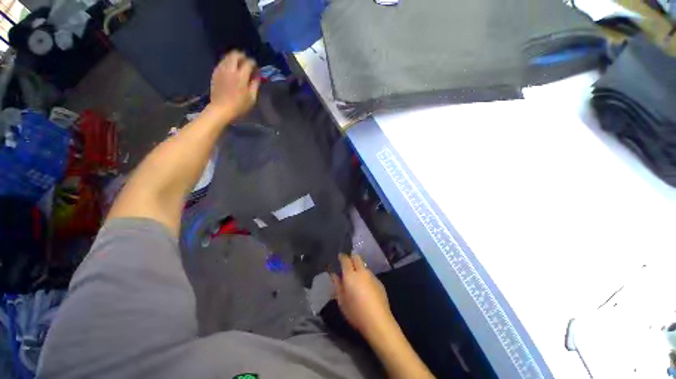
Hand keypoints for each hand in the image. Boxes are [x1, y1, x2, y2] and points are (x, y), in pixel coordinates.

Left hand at [209, 51, 260, 118]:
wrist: (221, 109)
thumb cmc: (239, 106)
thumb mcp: (252, 98)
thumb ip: (255, 85)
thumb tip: (257, 76)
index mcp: (241, 76)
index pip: (248, 63)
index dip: (253, 63)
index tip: (256, 68)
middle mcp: (230, 70)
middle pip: (236, 55)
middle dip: (242, 56)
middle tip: (246, 62)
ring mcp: (221, 70)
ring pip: (227, 56)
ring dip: (234, 58)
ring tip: (239, 64)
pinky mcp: (215, 73)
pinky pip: (222, 62)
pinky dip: (227, 62)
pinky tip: (230, 69)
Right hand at [331, 253, 393, 337]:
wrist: (378, 321)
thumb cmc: (356, 312)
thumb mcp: (341, 301)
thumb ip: (337, 285)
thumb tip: (334, 275)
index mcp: (350, 275)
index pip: (345, 259)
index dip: (342, 257)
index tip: (339, 257)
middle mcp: (362, 271)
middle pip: (357, 257)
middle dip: (352, 258)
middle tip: (348, 265)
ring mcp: (372, 276)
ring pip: (364, 266)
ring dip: (359, 268)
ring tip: (357, 279)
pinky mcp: (380, 282)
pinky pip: (370, 275)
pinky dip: (366, 277)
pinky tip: (366, 288)